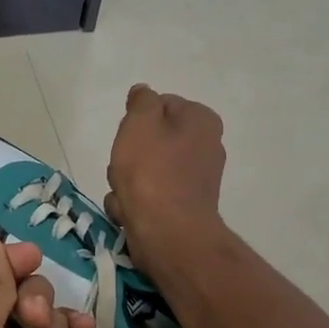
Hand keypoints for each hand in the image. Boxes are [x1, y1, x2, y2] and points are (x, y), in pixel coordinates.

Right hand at [104, 83, 226, 278]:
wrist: (168, 235)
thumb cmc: (152, 173)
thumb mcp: (140, 123)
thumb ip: (141, 101)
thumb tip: (144, 93)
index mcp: (201, 121)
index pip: (161, 105)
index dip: (136, 120)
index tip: (127, 137)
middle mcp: (205, 147)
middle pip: (151, 141)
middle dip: (129, 155)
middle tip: (123, 167)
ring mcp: (194, 181)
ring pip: (145, 171)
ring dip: (126, 182)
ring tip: (125, 195)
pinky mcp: (182, 208)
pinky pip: (149, 197)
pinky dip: (135, 204)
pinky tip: (130, 213)